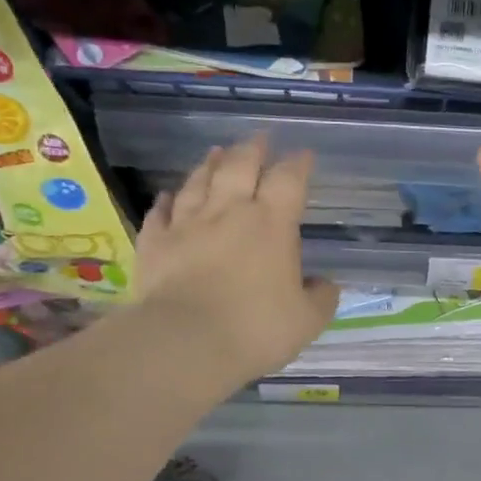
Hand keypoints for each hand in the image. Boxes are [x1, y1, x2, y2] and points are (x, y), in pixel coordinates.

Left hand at [132, 137, 339, 388]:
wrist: (186, 342)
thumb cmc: (256, 328)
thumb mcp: (307, 320)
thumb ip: (321, 298)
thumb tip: (325, 284)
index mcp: (272, 224)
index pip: (289, 180)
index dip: (298, 164)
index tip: (304, 155)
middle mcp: (229, 212)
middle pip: (240, 166)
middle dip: (253, 149)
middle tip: (260, 138)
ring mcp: (187, 224)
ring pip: (199, 182)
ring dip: (210, 164)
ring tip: (217, 151)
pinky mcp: (155, 243)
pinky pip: (160, 213)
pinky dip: (166, 201)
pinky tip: (167, 195)